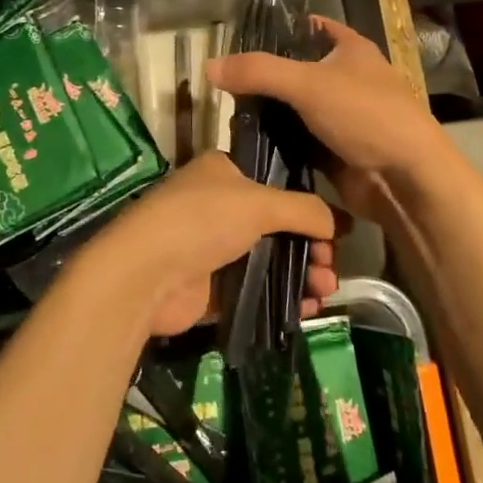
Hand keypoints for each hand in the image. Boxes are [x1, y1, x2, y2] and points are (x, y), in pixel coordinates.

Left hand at [90, 152, 340, 336]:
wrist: (145, 275)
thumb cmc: (201, 222)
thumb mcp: (259, 203)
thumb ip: (303, 209)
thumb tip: (336, 223)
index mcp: (223, 172)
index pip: (276, 183)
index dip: (308, 207)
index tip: (337, 231)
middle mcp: (218, 206)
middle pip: (278, 226)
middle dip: (310, 248)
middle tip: (330, 268)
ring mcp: (213, 248)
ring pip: (270, 259)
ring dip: (301, 275)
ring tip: (325, 292)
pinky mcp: (211, 287)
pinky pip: (256, 290)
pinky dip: (282, 299)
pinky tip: (307, 309)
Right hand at [204, 18, 447, 225]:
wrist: (406, 179)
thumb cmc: (365, 116)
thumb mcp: (308, 84)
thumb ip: (258, 72)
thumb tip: (209, 66)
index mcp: (351, 50)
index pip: (310, 28)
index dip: (280, 29)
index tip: (240, 40)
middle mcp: (348, 79)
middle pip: (298, 71)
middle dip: (265, 77)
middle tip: (224, 84)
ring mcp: (342, 117)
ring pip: (296, 109)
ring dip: (269, 113)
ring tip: (228, 114)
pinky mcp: (336, 150)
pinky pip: (299, 141)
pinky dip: (279, 142)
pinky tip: (248, 144)